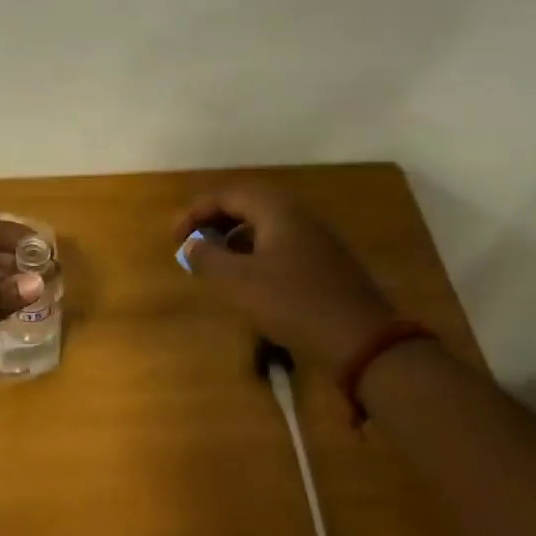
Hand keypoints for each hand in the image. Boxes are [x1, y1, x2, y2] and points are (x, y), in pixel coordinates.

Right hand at [176, 185, 395, 365]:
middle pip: (248, 205)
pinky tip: (248, 279)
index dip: (195, 213)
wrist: (360, 339)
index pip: (227, 196)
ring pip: (265, 225)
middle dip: (215, 221)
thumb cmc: (293, 302)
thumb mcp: (239, 281)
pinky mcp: (325, 262)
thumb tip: (192, 244)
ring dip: (234, 237)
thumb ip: (208, 257)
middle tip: (192, 243)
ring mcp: (316, 238)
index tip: (175, 238)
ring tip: (214, 261)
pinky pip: (280, 243)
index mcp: (277, 210)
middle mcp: (299, 215)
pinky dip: (255, 252)